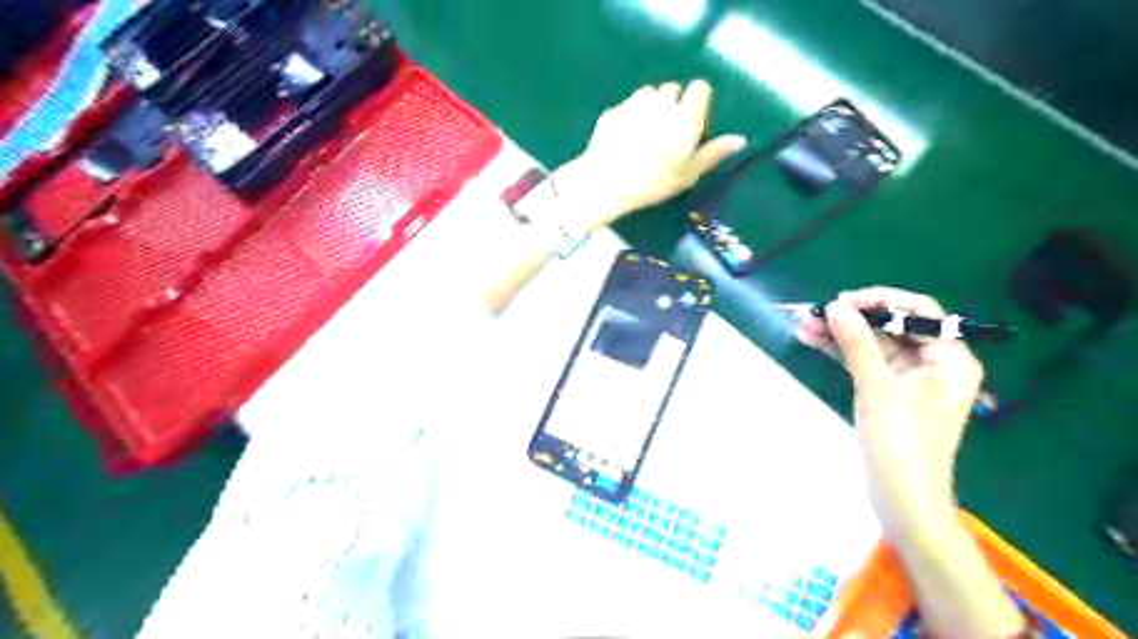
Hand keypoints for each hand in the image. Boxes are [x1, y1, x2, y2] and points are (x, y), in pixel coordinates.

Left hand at [555, 78, 748, 229]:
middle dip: (673, 103)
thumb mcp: (688, 174)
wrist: (606, 182)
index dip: (697, 101)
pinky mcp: (612, 111)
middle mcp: (662, 101)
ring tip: (645, 134)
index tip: (692, 121)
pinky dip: (629, 116)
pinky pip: (627, 106)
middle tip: (668, 133)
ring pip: (648, 94)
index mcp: (686, 115)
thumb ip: (713, 153)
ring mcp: (634, 103)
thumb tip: (740, 139)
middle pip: (672, 89)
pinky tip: (624, 139)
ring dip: (650, 106)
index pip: (700, 88)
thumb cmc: (654, 182)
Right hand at [794, 287, 987, 517]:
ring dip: (840, 335)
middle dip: (852, 319)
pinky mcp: (888, 393)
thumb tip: (835, 306)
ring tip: (802, 325)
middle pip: (892, 328)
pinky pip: (865, 362)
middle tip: (815, 312)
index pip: (920, 313)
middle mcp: (933, 364)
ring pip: (873, 345)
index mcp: (950, 359)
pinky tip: (813, 341)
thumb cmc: (901, 440)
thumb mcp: (878, 386)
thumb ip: (857, 343)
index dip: (881, 301)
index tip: (843, 301)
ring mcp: (909, 379)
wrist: (901, 496)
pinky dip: (841, 352)